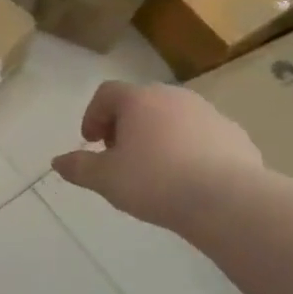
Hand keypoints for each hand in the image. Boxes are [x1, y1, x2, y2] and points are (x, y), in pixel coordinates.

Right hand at [51, 81, 263, 233]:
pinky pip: (202, 136)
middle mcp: (173, 97)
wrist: (227, 200)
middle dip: (125, 125)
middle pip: (141, 102)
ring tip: (155, 169)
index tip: (91, 143)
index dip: (93, 115)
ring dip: (158, 135)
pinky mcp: (235, 134)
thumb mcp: (106, 179)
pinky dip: (189, 149)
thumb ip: (79, 167)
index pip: (107, 93)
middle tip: (120, 155)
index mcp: (139, 100)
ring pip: (173, 118)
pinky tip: (189, 178)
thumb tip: (57, 162)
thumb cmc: (155, 182)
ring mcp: (208, 113)